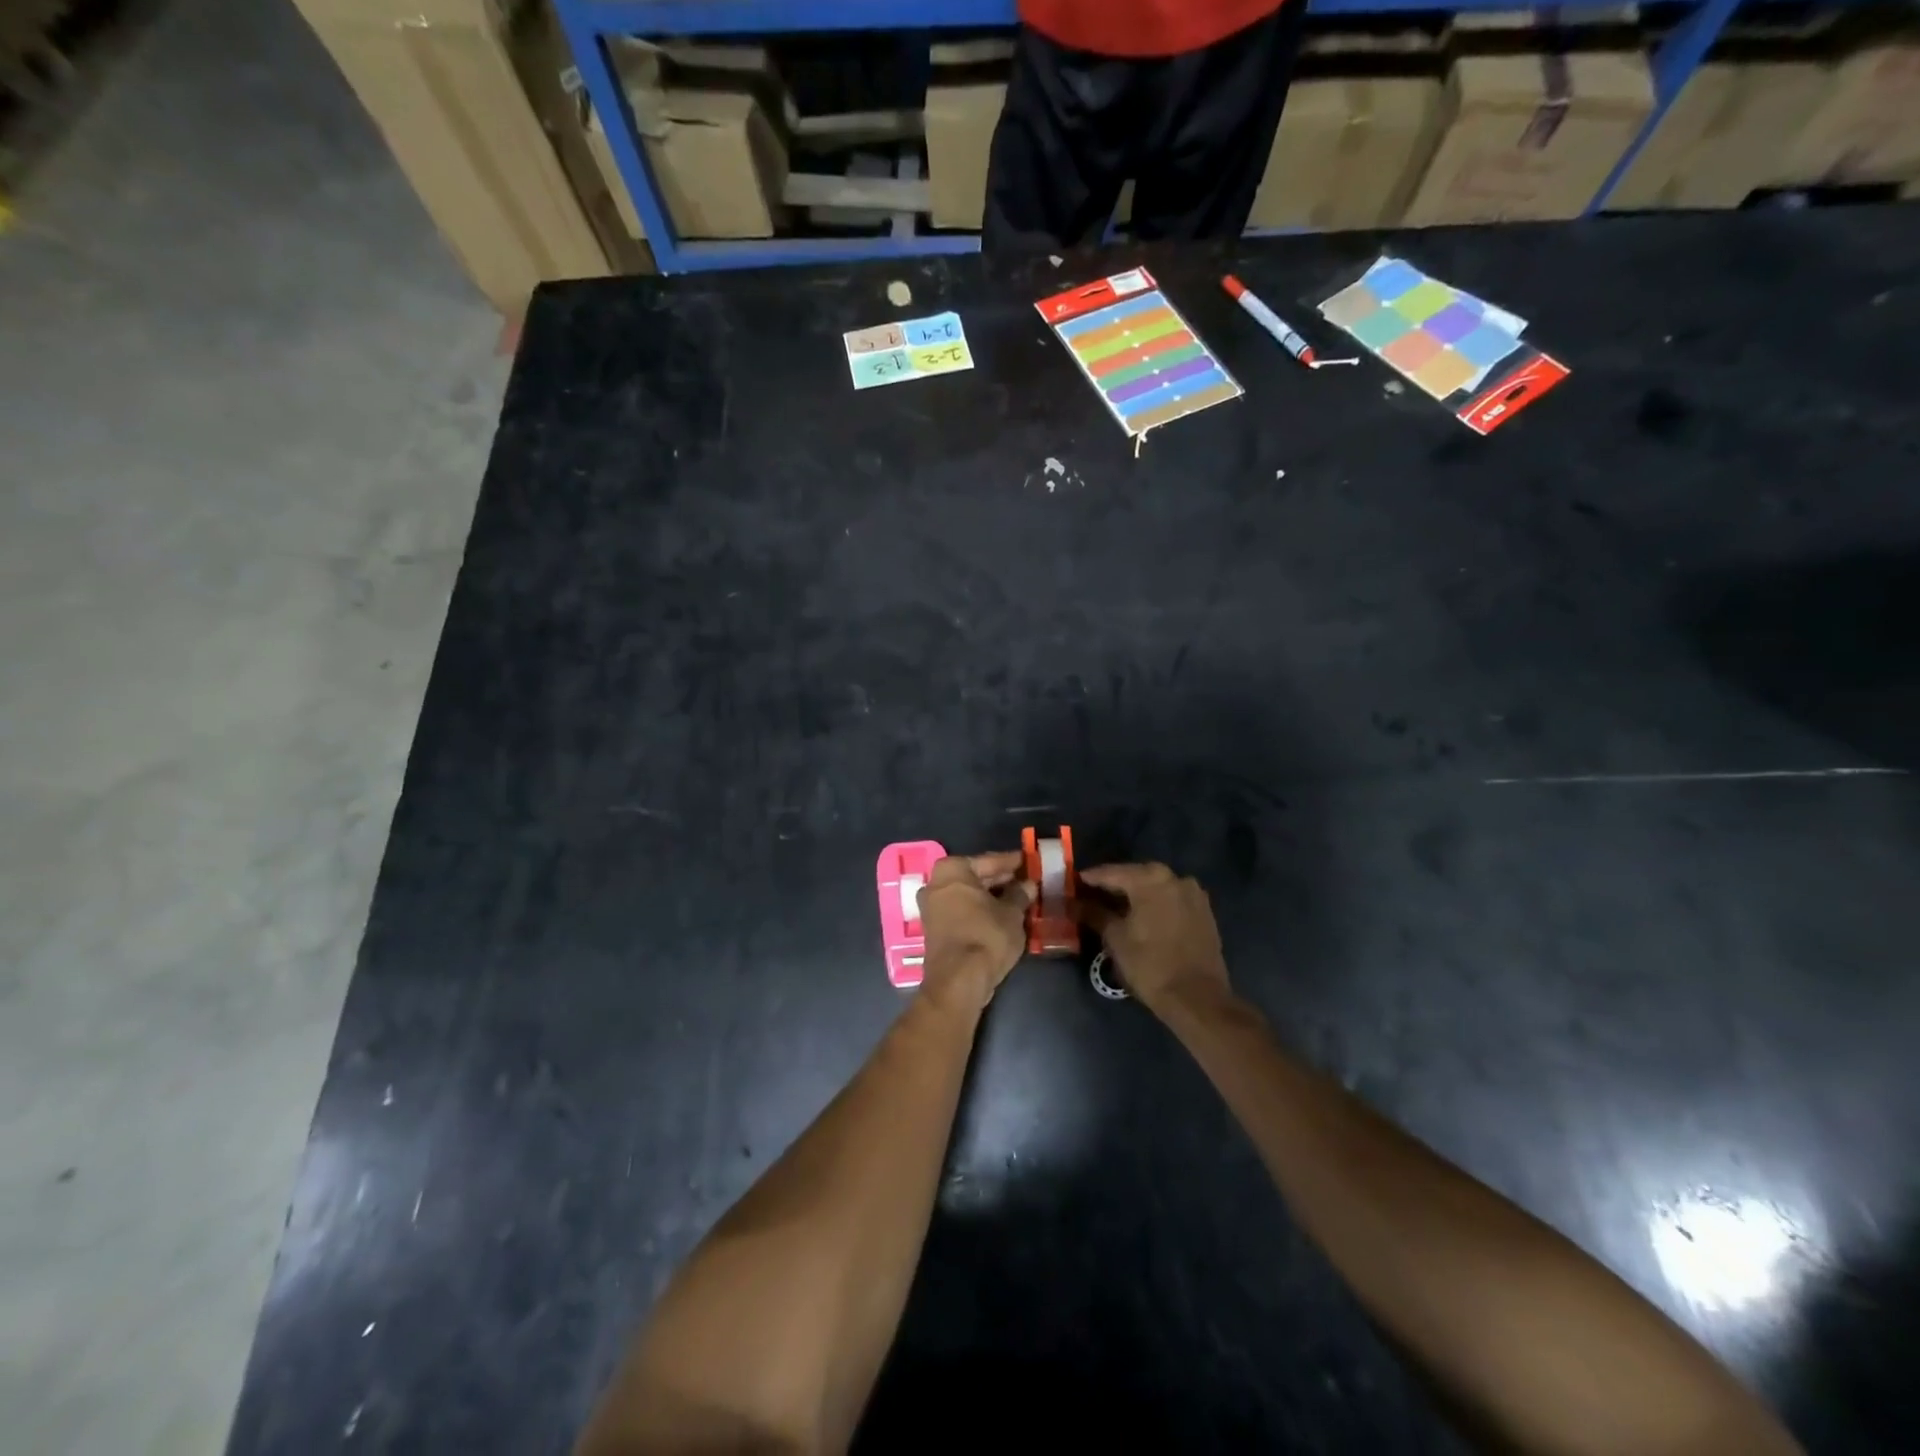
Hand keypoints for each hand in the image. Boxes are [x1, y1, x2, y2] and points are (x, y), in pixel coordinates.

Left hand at [917, 852, 1035, 1010]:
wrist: (958, 981)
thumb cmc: (986, 936)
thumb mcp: (1012, 913)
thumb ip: (1020, 894)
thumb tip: (1028, 885)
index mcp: (952, 870)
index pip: (989, 861)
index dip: (1011, 862)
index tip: (1028, 861)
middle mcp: (935, 884)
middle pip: (975, 877)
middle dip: (1000, 880)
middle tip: (1025, 880)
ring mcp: (932, 907)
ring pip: (968, 896)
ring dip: (991, 897)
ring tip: (1018, 899)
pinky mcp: (935, 929)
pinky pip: (962, 911)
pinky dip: (980, 911)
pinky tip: (1001, 915)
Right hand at [1076, 862, 1229, 1015]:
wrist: (1197, 998)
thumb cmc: (1150, 965)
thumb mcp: (1115, 938)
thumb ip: (1094, 914)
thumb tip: (1073, 903)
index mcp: (1150, 879)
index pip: (1112, 872)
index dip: (1090, 878)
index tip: (1074, 882)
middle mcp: (1175, 878)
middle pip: (1136, 876)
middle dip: (1115, 885)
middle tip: (1093, 895)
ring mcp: (1194, 894)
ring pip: (1156, 887)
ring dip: (1137, 894)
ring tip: (1117, 907)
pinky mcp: (1204, 912)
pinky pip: (1172, 899)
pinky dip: (1156, 904)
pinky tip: (1143, 917)